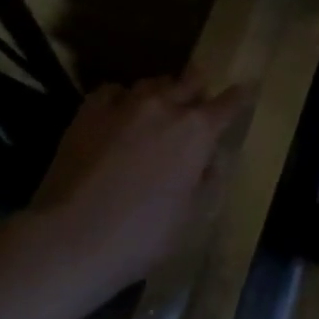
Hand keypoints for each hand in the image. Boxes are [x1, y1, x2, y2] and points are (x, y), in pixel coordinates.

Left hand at [7, 71, 246, 299]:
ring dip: (161, 93)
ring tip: (156, 110)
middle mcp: (165, 107)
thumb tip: (209, 161)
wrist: (72, 238)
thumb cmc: (143, 235)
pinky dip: (122, 99)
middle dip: (198, 88)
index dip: (240, 96)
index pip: (229, 104)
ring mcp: (124, 106)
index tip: (246, 88)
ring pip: (151, 83)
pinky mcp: (89, 112)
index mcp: (197, 132)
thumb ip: (205, 181)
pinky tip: (118, 115)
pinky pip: (113, 91)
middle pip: (190, 80)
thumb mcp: (191, 215)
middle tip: (197, 100)